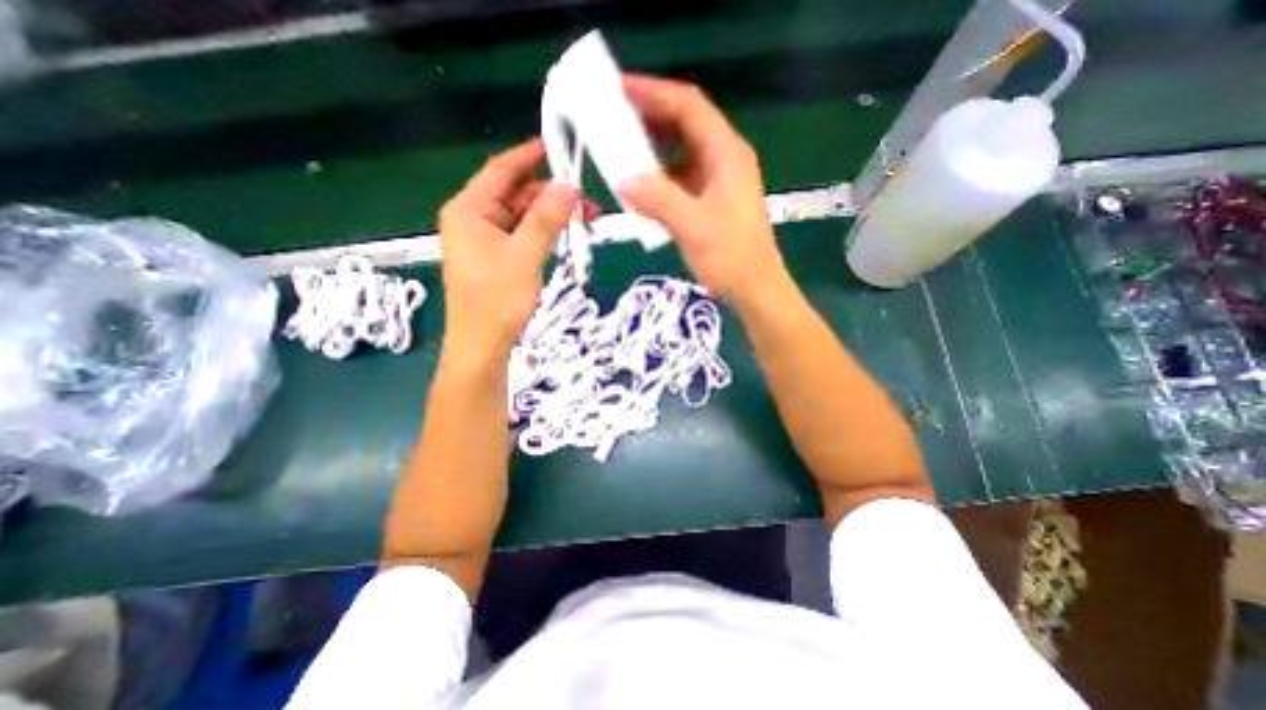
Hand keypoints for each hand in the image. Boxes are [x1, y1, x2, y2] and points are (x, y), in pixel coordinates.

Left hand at [441, 138, 576, 360]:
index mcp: (469, 211)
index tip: (556, 145)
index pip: (500, 171)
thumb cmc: (497, 300)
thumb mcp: (524, 255)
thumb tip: (569, 185)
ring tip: (584, 217)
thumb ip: (546, 218)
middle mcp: (473, 220)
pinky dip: (543, 233)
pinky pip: (522, 235)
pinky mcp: (496, 258)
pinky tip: (565, 234)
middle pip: (514, 195)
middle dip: (550, 194)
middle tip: (585, 198)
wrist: (483, 345)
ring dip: (550, 216)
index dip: (528, 156)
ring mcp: (485, 240)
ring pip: (522, 217)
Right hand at [619, 75, 787, 303]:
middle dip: (650, 117)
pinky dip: (659, 177)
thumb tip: (623, 180)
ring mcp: (717, 180)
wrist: (754, 288)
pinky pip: (680, 178)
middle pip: (686, 124)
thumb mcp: (694, 227)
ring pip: (681, 152)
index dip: (655, 92)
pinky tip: (641, 187)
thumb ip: (659, 200)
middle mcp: (724, 159)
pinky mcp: (710, 200)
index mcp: (726, 154)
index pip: (690, 107)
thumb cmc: (731, 257)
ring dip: (653, 149)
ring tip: (621, 150)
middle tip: (613, 119)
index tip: (619, 89)